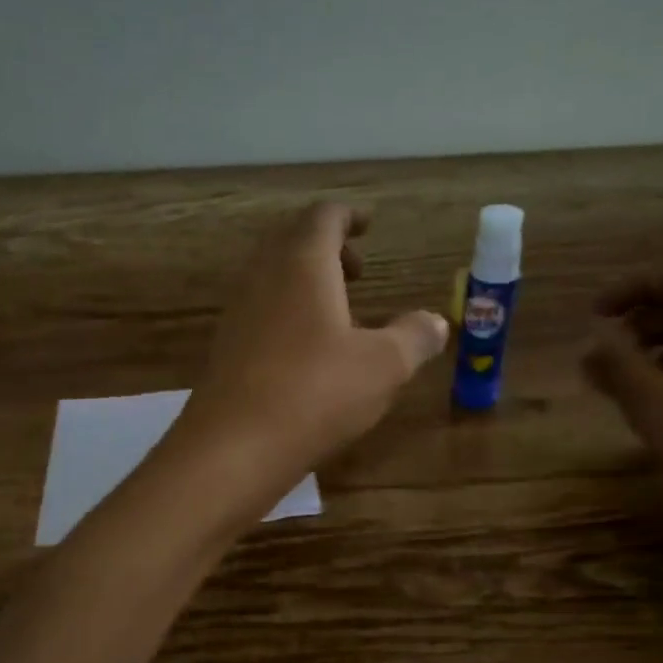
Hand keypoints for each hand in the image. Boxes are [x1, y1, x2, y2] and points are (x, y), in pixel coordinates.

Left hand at [174, 203, 447, 494]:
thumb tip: (436, 322)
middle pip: (292, 241)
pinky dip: (287, 312)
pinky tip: (308, 351)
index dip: (349, 216)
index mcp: (302, 264)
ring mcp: (238, 312)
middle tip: (357, 270)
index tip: (368, 224)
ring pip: (273, 277)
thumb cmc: (316, 392)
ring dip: (306, 282)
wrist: (233, 447)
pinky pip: (261, 311)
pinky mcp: (226, 348)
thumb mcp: (383, 365)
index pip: (323, 217)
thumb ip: (414, 337)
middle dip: (327, 248)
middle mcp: (263, 277)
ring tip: (339, 313)